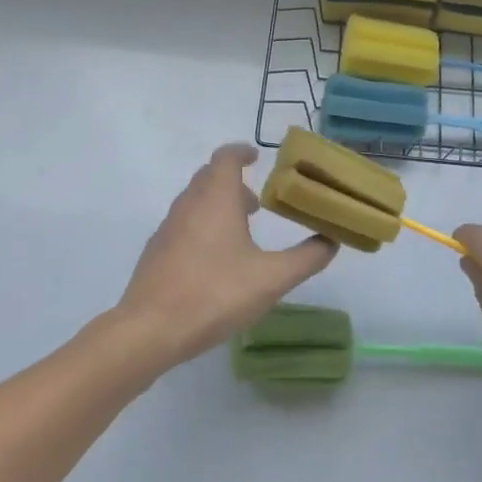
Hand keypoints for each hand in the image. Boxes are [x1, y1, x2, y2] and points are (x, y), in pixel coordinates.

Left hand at [114, 144, 336, 371]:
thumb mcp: (271, 279)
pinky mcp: (156, 251)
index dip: (241, 152)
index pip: (226, 157)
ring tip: (240, 232)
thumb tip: (331, 241)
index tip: (257, 157)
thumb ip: (306, 258)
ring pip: (194, 201)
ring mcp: (168, 227)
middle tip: (257, 202)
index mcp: (216, 198)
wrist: (149, 329)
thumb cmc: (214, 294)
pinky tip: (214, 260)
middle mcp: (189, 204)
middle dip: (233, 181)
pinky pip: (183, 224)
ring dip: (217, 205)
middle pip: (209, 176)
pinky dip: (202, 225)